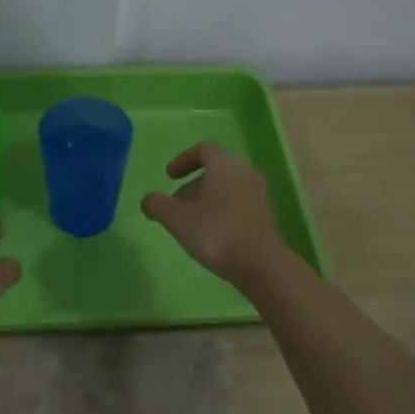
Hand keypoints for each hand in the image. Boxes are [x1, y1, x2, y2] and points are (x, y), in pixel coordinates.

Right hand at [141, 142, 289, 288]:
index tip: (169, 176)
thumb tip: (148, 200)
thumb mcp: (176, 218)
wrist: (260, 263)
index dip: (183, 160)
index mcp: (225, 163)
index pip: (203, 150)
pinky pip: (239, 204)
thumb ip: (157, 205)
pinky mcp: (266, 215)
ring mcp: (259, 194)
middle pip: (216, 170)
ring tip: (190, 222)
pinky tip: (211, 234)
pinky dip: (222, 211)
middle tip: (176, 203)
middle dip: (193, 184)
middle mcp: (246, 171)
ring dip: (207, 199)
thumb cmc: (215, 232)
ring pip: (227, 188)